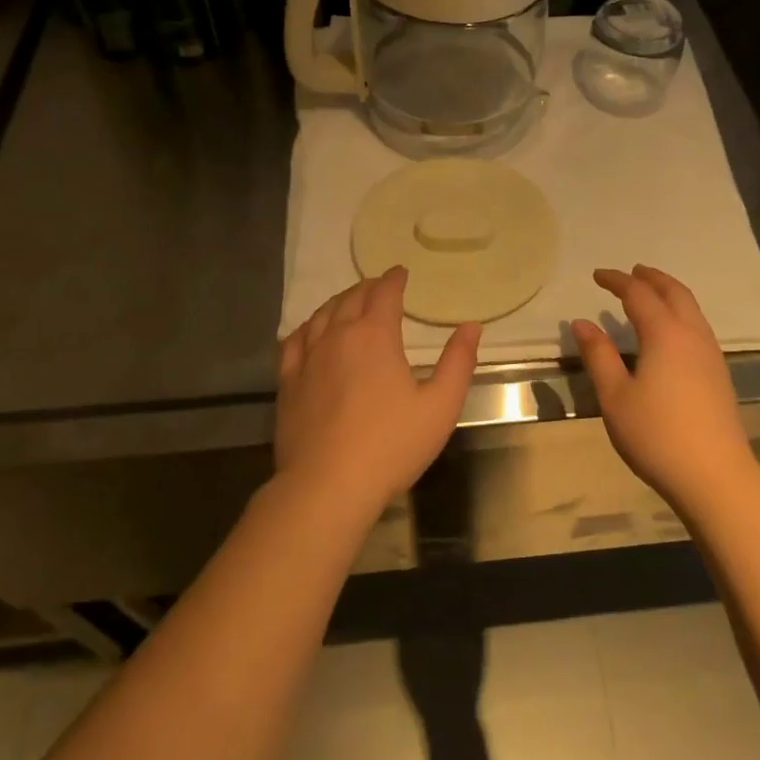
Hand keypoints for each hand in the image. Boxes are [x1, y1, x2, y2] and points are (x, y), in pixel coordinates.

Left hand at [276, 268, 480, 514]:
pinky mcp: (288, 382)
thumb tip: (471, 326)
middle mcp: (338, 336)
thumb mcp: (440, 406)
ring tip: (349, 302)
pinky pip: (295, 341)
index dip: (394, 279)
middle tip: (379, 286)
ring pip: (321, 315)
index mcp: (375, 335)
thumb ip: (458, 362)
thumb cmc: (391, 445)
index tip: (401, 273)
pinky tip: (310, 332)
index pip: (384, 293)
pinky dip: (307, 328)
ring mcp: (308, 358)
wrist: (327, 486)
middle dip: (368, 288)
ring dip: (339, 302)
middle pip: (351, 299)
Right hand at [571, 265, 758, 513]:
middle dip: (651, 277)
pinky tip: (671, 332)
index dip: (616, 280)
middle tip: (632, 272)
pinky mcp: (719, 373)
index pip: (638, 294)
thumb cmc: (656, 435)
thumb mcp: (615, 397)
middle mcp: (692, 334)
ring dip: (670, 292)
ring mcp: (710, 354)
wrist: (715, 476)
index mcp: (664, 334)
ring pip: (691, 308)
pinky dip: (681, 312)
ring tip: (651, 293)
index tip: (597, 275)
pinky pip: (698, 326)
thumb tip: (581, 323)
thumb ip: (598, 356)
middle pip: (674, 292)